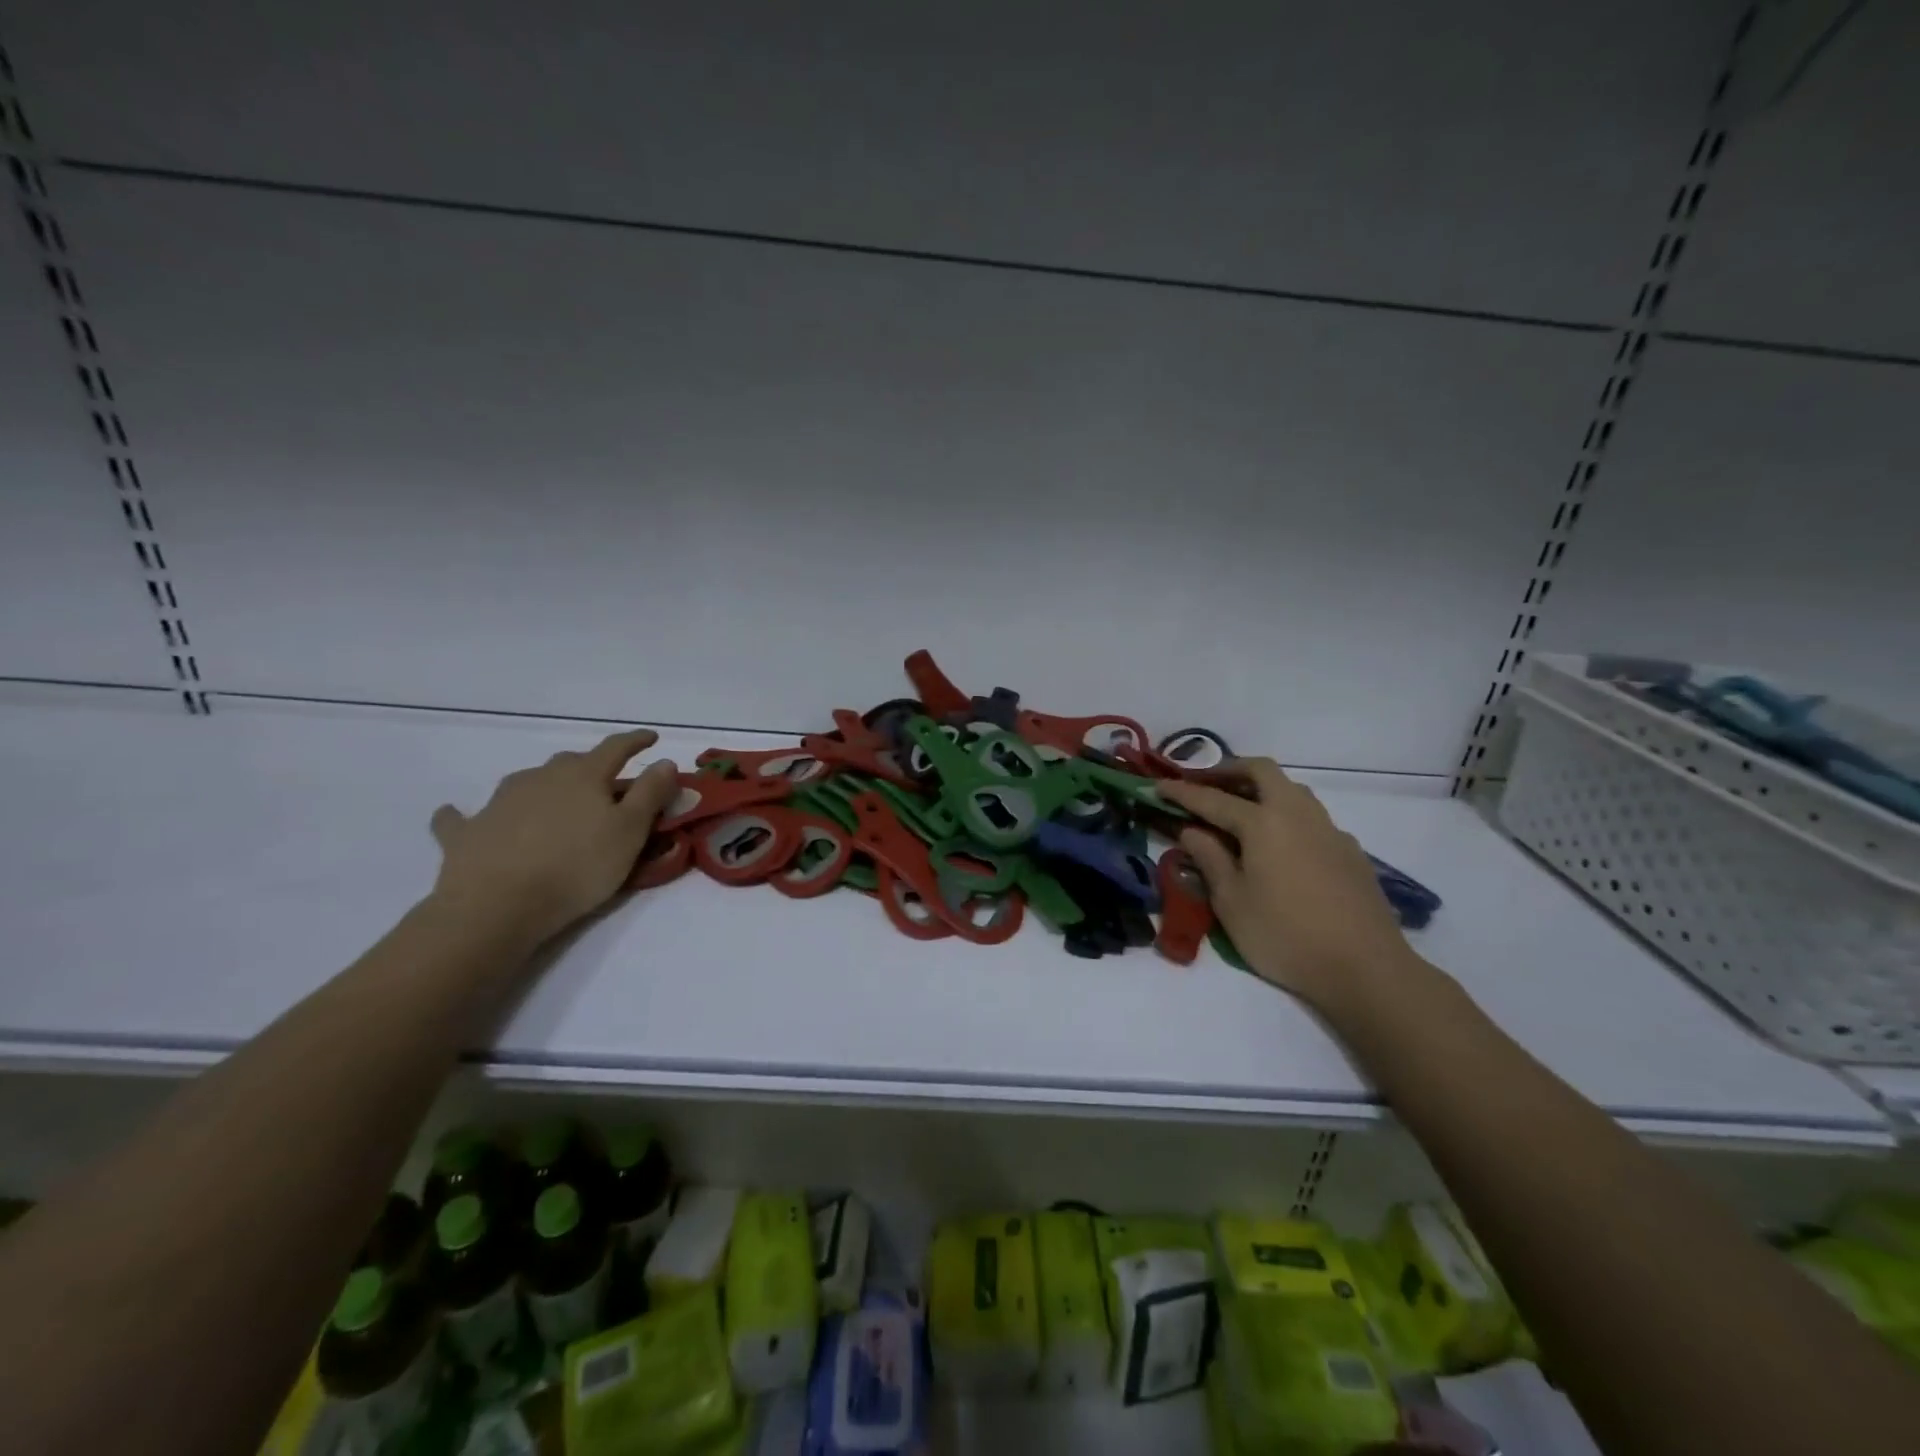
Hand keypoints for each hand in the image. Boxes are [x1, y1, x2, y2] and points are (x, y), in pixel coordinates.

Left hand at [428, 729, 678, 943]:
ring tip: (554, 802)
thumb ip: (650, 793)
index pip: (616, 748)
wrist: (497, 906)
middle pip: (571, 763)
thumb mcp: (630, 831)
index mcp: (583, 776)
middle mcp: (540, 778)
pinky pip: (463, 817)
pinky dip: (466, 814)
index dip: (636, 742)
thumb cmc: (577, 866)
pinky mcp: (466, 833)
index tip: (652, 738)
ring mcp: (499, 803)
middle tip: (607, 787)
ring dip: (544, 786)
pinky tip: (457, 815)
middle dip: (592, 768)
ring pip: (527, 782)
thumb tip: (664, 761)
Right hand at [1161, 759, 1420, 1016]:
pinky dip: (1286, 815)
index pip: (1213, 799)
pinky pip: (1311, 817)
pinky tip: (1279, 846)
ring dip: (1261, 789)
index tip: (1158, 785)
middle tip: (1205, 784)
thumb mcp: (1232, 903)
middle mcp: (1298, 814)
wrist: (1366, 968)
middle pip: (1262, 772)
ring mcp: (1329, 830)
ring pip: (1292, 790)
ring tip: (1239, 810)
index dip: (1182, 792)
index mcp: (1264, 823)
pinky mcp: (1350, 852)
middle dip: (1230, 770)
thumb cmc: (1285, 936)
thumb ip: (1210, 859)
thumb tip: (1192, 831)